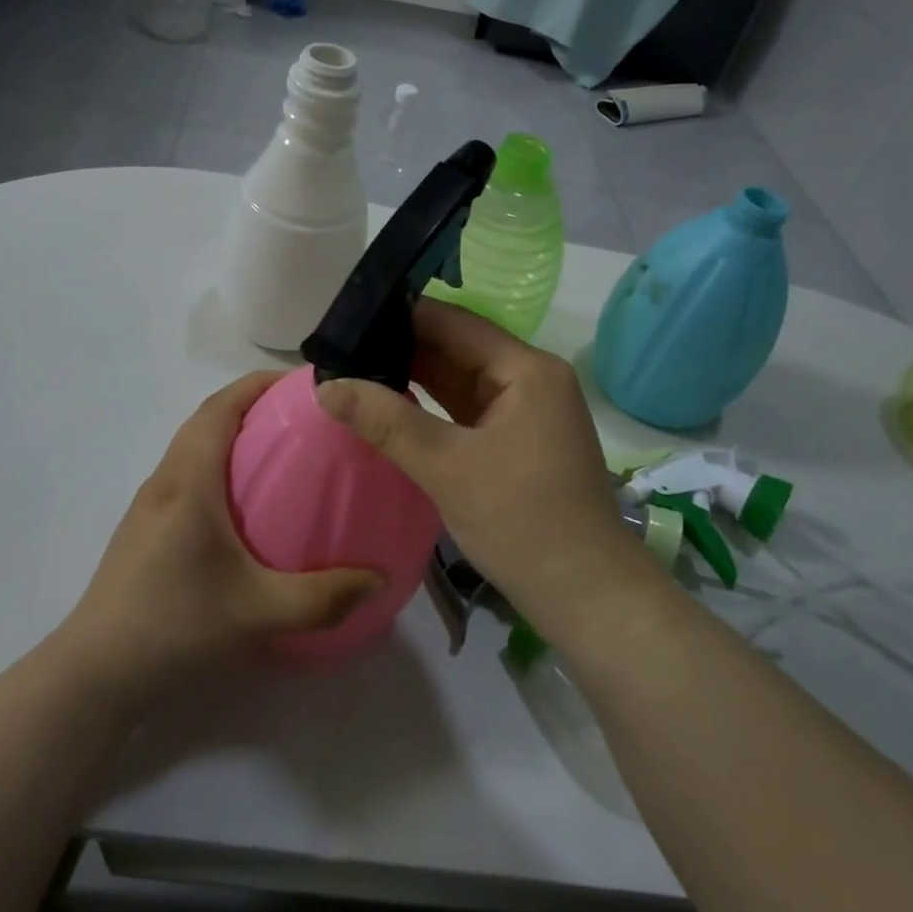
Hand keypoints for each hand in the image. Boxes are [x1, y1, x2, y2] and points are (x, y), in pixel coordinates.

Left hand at [64, 372, 384, 690]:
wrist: (94, 676)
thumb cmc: (173, 627)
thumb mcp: (258, 613)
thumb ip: (324, 597)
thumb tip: (379, 579)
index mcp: (189, 481)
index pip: (221, 406)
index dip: (260, 383)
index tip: (304, 384)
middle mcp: (165, 481)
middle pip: (207, 419)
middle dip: (254, 405)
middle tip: (306, 419)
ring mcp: (149, 506)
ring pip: (194, 447)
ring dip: (234, 435)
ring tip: (284, 455)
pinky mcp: (145, 531)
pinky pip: (188, 476)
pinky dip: (220, 466)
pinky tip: (248, 507)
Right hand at [318, 301, 637, 621]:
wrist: (586, 594)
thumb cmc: (522, 522)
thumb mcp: (447, 467)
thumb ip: (386, 421)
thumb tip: (326, 385)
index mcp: (526, 369)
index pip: (454, 322)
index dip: (401, 316)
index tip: (348, 321)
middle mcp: (531, 379)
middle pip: (459, 348)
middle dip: (402, 348)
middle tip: (341, 350)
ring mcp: (528, 412)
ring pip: (462, 381)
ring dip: (416, 378)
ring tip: (355, 372)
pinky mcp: (521, 442)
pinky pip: (469, 411)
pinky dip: (434, 408)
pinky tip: (393, 407)